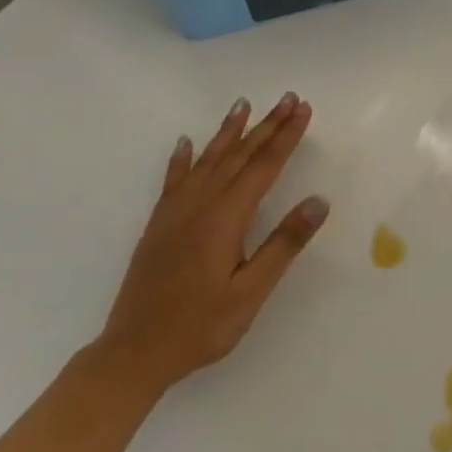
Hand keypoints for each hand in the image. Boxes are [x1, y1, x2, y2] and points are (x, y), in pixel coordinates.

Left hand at [97, 92, 327, 395]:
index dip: (286, 137)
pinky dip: (183, 158)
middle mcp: (200, 205)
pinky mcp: (159, 224)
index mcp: (226, 218)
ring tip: (243, 105)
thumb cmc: (200, 325)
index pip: (264, 167)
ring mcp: (175, 213)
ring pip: (208, 160)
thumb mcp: (251, 291)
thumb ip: (284, 244)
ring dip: (229, 131)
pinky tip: (188, 143)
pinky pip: (174, 180)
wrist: (133, 352)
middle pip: (239, 155)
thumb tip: (318, 201)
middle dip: (266, 125)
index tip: (303, 110)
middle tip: (287, 98)